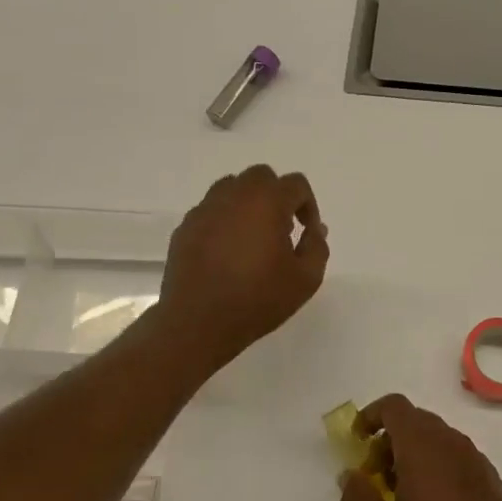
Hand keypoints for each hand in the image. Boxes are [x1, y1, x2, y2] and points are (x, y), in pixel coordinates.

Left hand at [157, 165, 328, 366]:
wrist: (198, 323)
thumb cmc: (258, 299)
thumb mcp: (305, 279)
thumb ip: (316, 247)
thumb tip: (315, 229)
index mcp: (266, 202)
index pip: (295, 184)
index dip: (308, 205)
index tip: (307, 232)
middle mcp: (234, 196)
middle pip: (261, 177)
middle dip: (277, 196)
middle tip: (281, 230)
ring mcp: (205, 210)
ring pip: (231, 188)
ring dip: (248, 203)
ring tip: (253, 237)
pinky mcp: (185, 227)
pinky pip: (210, 211)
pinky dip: (224, 220)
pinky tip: (227, 252)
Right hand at [340, 394, 501, 500]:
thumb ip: (357, 496)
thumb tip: (350, 475)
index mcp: (420, 442)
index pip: (393, 406)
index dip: (371, 415)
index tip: (359, 441)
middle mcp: (449, 438)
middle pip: (414, 419)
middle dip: (389, 439)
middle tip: (377, 475)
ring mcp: (472, 455)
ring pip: (435, 437)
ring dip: (413, 453)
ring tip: (404, 493)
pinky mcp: (488, 474)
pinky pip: (454, 455)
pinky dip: (436, 464)